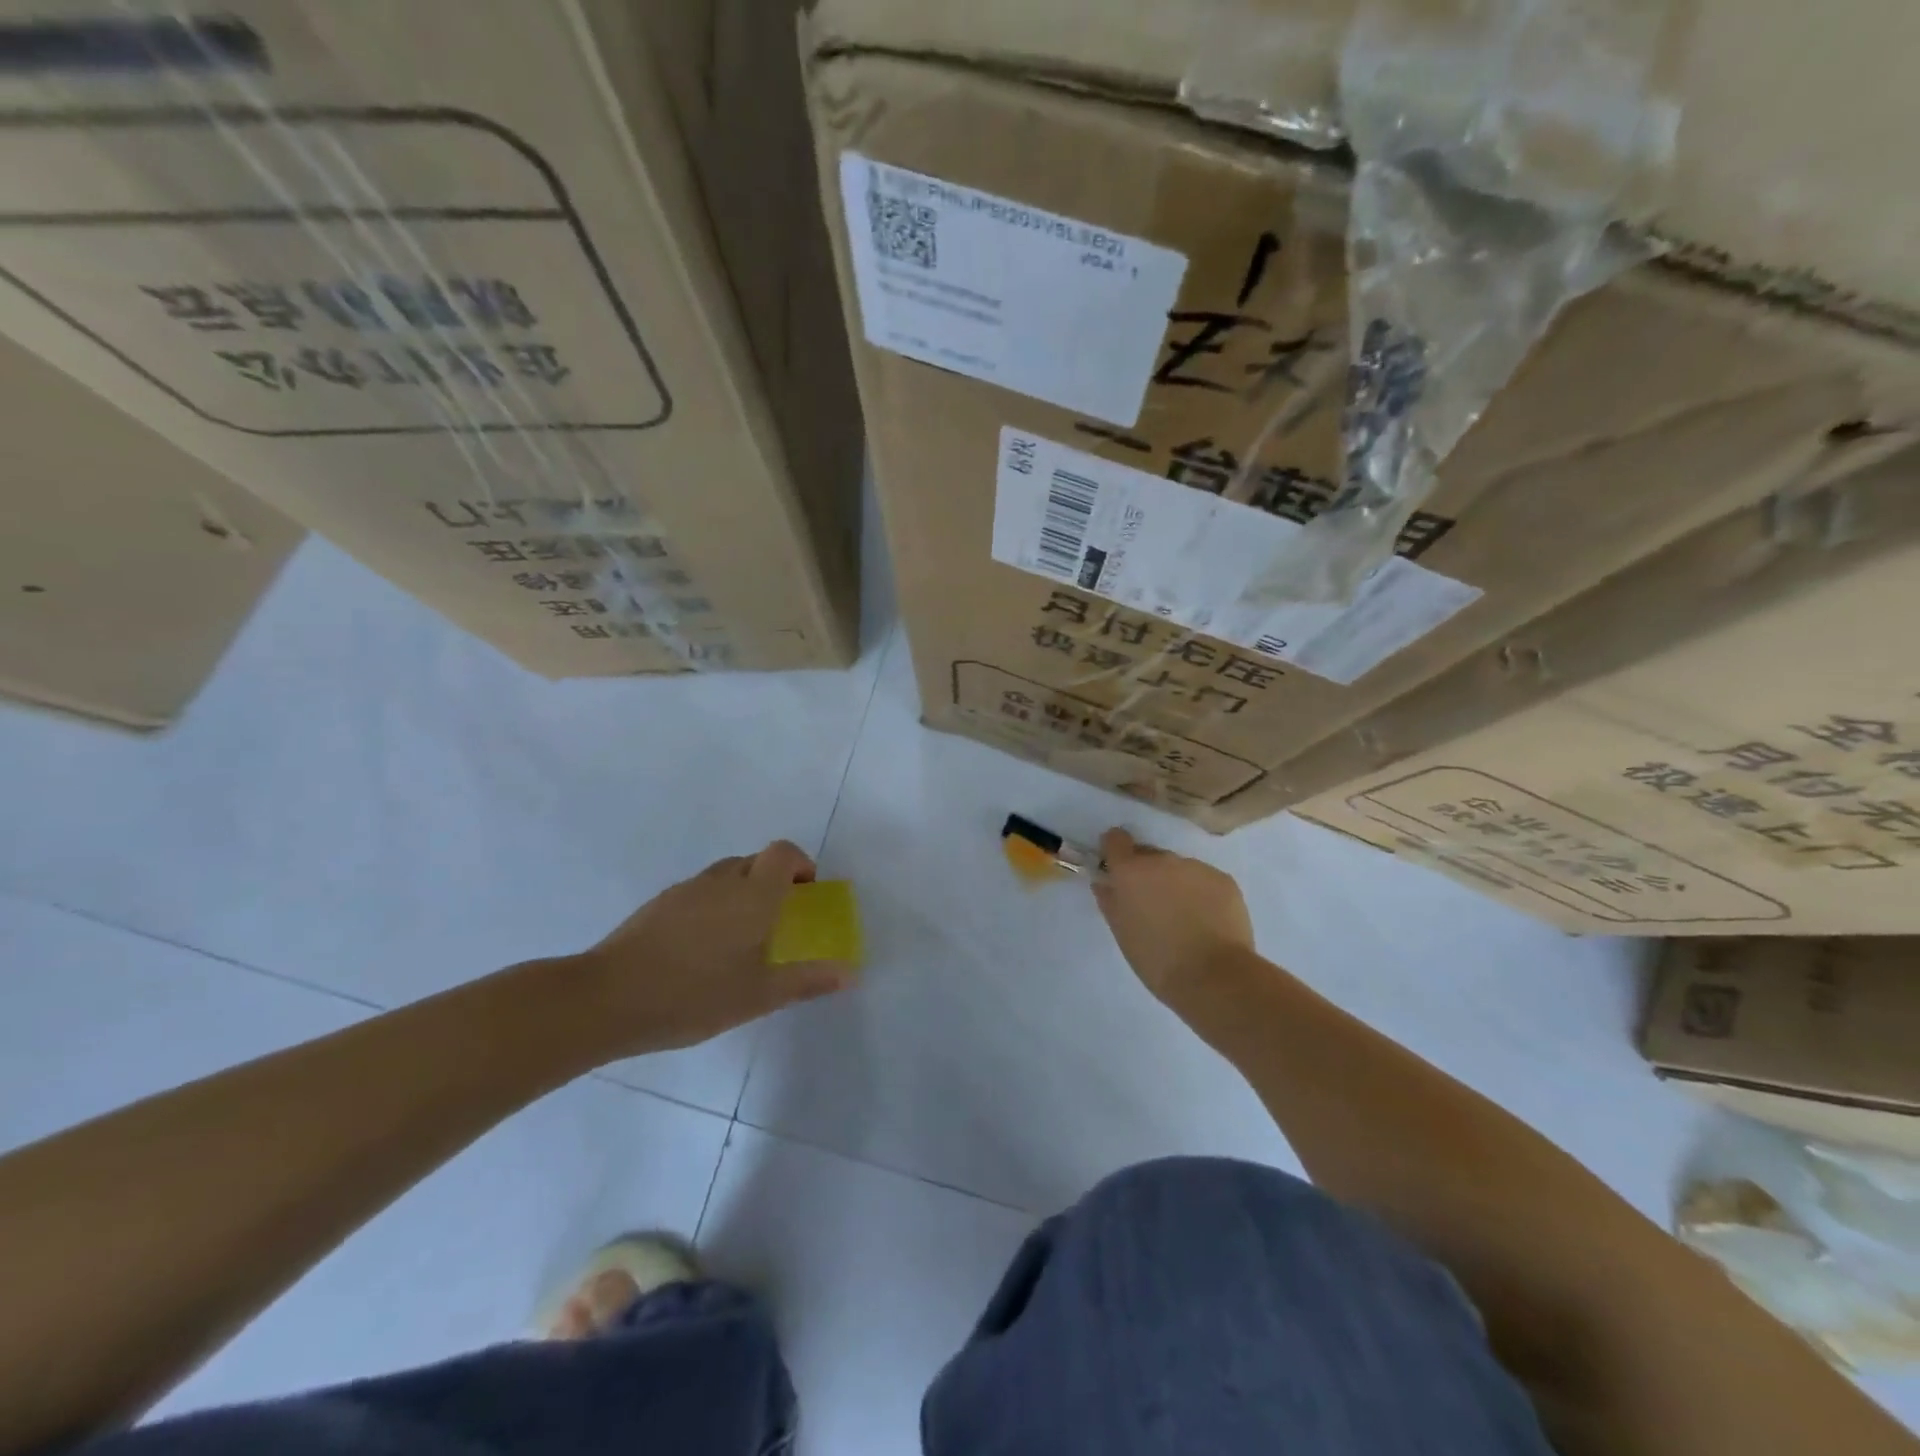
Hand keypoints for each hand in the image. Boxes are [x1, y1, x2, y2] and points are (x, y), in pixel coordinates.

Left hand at [582, 841, 855, 1054]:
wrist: (606, 999)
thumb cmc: (694, 995)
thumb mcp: (758, 995)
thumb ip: (806, 980)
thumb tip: (850, 974)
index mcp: (752, 894)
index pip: (783, 853)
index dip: (801, 865)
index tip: (805, 894)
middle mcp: (721, 881)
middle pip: (755, 861)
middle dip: (774, 881)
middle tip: (778, 921)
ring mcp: (685, 890)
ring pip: (725, 876)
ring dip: (742, 893)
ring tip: (740, 939)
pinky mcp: (658, 905)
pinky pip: (699, 893)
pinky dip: (712, 906)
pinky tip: (701, 950)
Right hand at [1092, 828, 1254, 1013]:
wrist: (1215, 977)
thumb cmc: (1157, 960)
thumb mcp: (1122, 933)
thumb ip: (1110, 901)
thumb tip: (1105, 882)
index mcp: (1132, 871)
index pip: (1116, 840)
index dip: (1115, 852)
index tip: (1118, 870)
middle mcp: (1163, 860)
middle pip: (1148, 855)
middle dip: (1147, 874)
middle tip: (1153, 905)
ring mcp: (1196, 867)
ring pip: (1178, 868)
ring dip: (1175, 883)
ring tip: (1184, 918)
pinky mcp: (1224, 880)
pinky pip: (1204, 879)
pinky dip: (1201, 893)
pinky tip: (1206, 921)